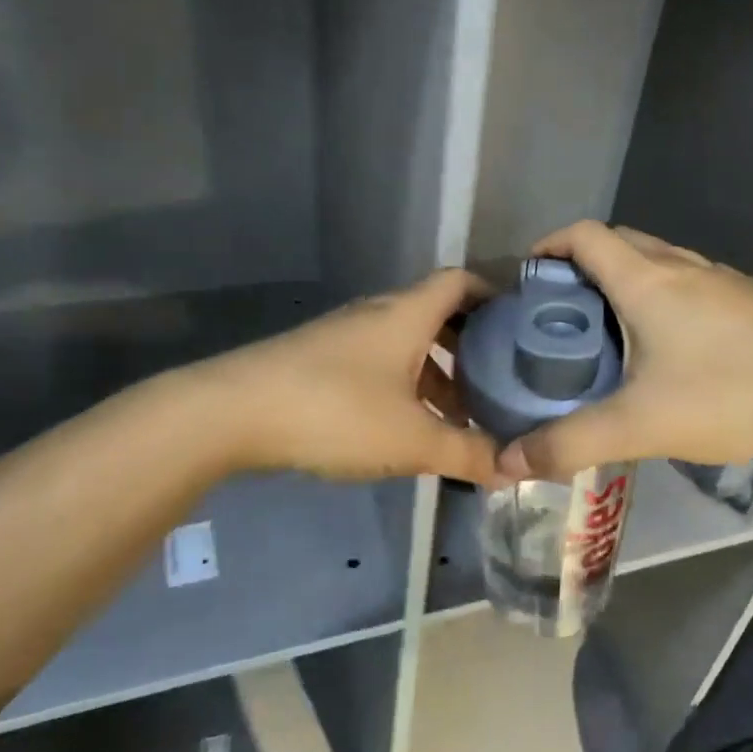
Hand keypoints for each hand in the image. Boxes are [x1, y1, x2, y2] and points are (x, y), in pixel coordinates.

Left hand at [200, 268, 498, 485]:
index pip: (460, 281)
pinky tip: (404, 424)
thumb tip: (513, 469)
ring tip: (456, 413)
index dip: (493, 294)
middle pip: (435, 313)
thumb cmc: (336, 412)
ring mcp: (344, 334)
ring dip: (434, 370)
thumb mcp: (411, 440)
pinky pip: (377, 360)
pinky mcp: (318, 358)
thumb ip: (466, 454)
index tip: (520, 324)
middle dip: (469, 345)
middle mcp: (378, 313)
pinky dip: (402, 382)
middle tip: (497, 378)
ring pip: (404, 341)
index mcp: (407, 314)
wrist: (232, 412)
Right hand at [496, 222, 752, 481]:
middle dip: (582, 263)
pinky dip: (661, 293)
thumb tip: (507, 463)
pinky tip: (668, 345)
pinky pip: (688, 279)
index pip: (584, 235)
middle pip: (618, 241)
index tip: (528, 277)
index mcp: (645, 279)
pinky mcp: (747, 299)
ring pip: (657, 259)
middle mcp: (680, 265)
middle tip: (562, 309)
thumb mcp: (639, 425)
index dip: (549, 245)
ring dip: (624, 277)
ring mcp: (720, 278)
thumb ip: (570, 444)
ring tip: (608, 327)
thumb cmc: (729, 394)